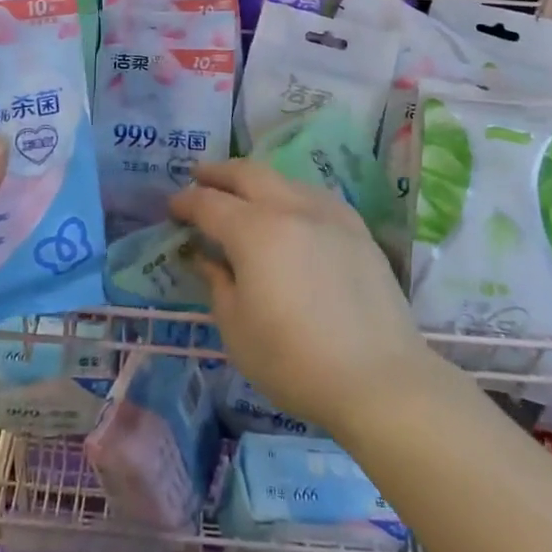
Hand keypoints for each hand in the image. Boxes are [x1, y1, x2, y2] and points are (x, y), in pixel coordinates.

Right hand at [171, 160, 434, 439]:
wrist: (379, 378)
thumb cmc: (294, 361)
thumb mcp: (237, 329)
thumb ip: (217, 283)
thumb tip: (204, 257)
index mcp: (254, 231)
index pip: (209, 203)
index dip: (186, 202)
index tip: (172, 206)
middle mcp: (290, 208)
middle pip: (247, 173)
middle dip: (218, 172)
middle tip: (198, 176)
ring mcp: (329, 214)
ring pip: (283, 179)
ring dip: (255, 180)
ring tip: (242, 194)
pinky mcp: (356, 229)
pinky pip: (313, 196)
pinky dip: (290, 194)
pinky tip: (290, 212)